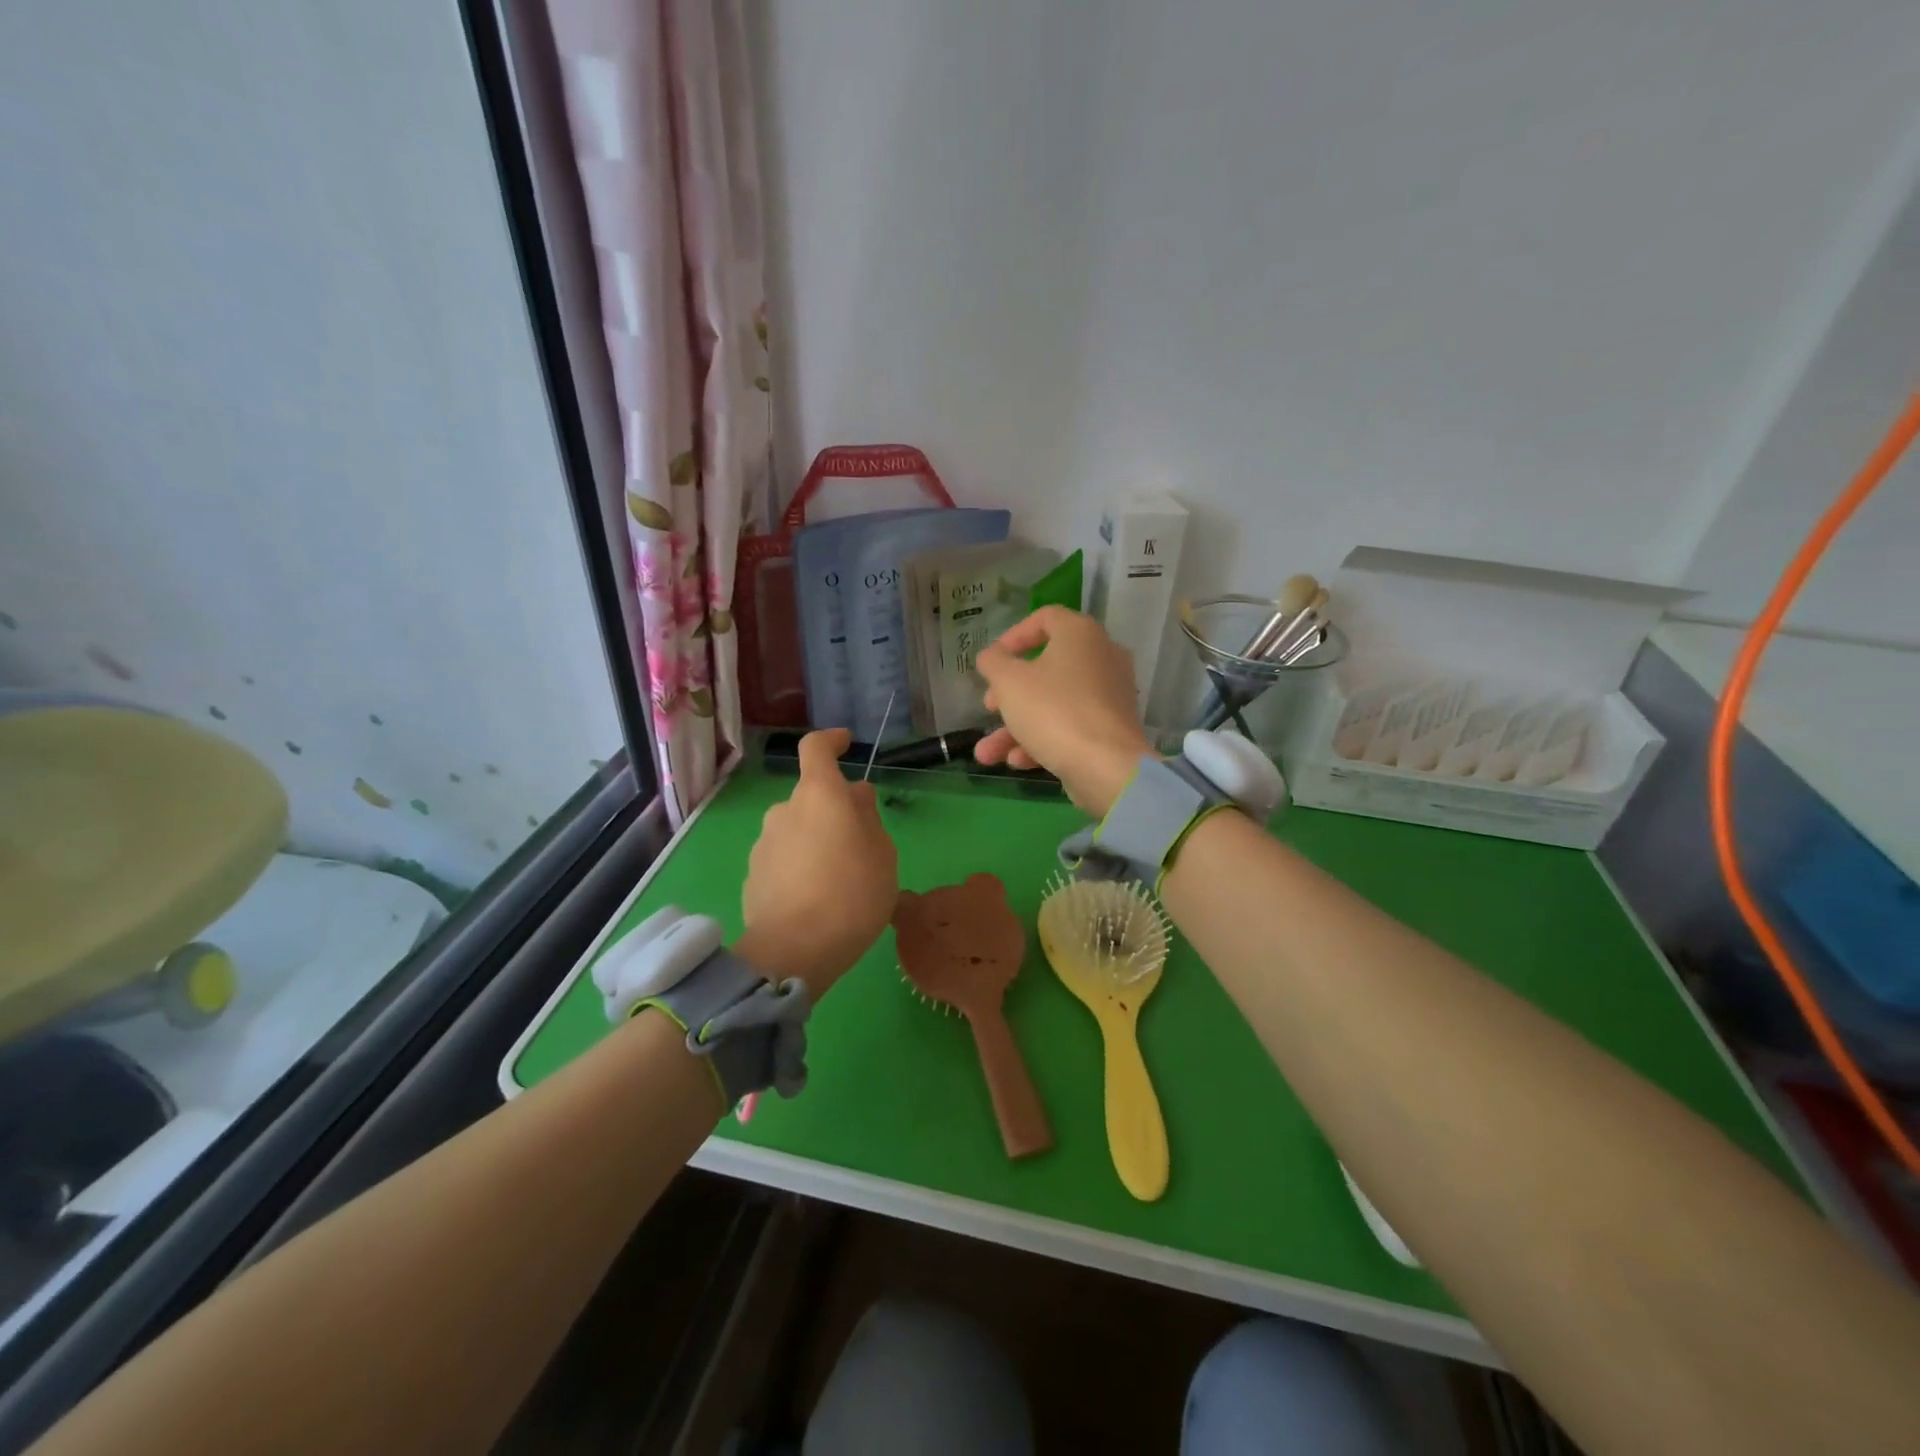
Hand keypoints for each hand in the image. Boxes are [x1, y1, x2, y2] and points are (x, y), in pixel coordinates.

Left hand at [740, 728, 897, 997]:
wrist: (794, 950)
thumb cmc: (853, 894)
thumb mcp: (882, 854)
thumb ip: (868, 817)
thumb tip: (856, 795)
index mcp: (819, 795)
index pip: (816, 748)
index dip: (831, 741)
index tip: (845, 743)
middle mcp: (784, 810)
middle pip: (810, 797)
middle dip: (832, 810)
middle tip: (859, 842)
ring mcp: (763, 843)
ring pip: (795, 829)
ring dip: (815, 841)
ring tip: (838, 878)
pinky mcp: (752, 875)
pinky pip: (782, 858)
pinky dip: (798, 867)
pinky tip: (814, 898)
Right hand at [973, 607, 1154, 816]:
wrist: (1106, 766)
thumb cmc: (1053, 710)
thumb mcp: (1008, 682)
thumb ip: (993, 663)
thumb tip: (992, 656)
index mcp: (1080, 634)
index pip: (1045, 618)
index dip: (1013, 636)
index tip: (993, 661)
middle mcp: (1101, 658)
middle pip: (1045, 667)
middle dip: (1008, 692)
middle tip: (989, 707)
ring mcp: (1109, 695)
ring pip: (1053, 703)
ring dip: (1016, 727)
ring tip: (987, 753)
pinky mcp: (1110, 728)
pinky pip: (1070, 725)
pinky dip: (1042, 739)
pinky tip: (1017, 762)